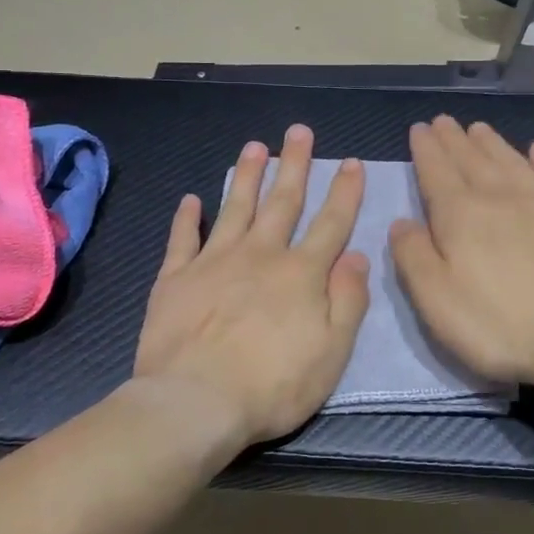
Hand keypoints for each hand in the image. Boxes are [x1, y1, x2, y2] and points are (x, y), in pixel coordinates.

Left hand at [135, 125, 370, 447]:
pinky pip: (183, 239)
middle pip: (282, 201)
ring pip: (235, 207)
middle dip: (294, 164)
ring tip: (255, 146)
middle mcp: (260, 255)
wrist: (195, 402)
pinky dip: (187, 218)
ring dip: (247, 175)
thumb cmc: (272, 385)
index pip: (330, 223)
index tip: (350, 161)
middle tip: (298, 131)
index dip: (344, 191)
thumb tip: (357, 256)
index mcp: (300, 274)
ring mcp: (214, 262)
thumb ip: (348, 301)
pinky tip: (191, 199)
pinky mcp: (176, 278)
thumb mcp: (331, 353)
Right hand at [389, 116, 533, 386]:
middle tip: (444, 121)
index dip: (425, 149)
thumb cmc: (500, 324)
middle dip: (454, 139)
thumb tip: (401, 223)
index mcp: (460, 214)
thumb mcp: (436, 299)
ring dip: (491, 143)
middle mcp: (499, 196)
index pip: (436, 171)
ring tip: (478, 129)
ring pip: (509, 160)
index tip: (419, 129)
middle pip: (471, 158)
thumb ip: (413, 256)